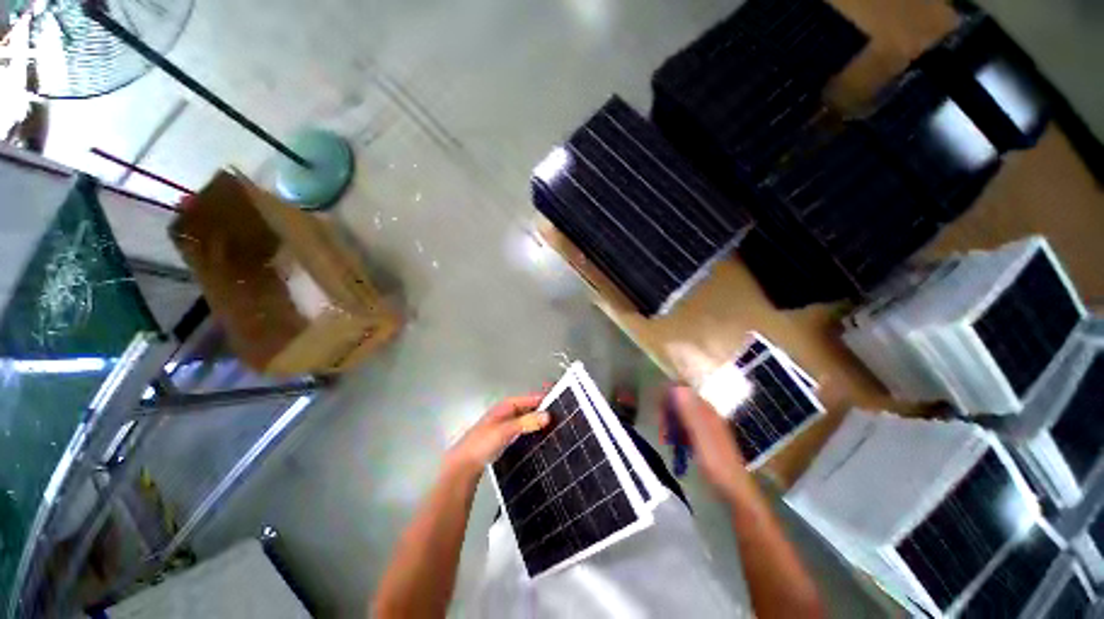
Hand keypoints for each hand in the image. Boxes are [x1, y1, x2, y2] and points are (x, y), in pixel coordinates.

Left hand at [444, 394, 549, 477]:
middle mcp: (505, 413)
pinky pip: (522, 430)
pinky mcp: (504, 439)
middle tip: (557, 415)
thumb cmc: (481, 444)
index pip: (528, 398)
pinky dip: (530, 431)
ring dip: (536, 421)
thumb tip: (547, 416)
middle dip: (541, 410)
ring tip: (552, 426)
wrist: (463, 466)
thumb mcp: (505, 430)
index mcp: (505, 406)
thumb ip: (526, 422)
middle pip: (527, 408)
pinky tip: (538, 438)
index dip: (542, 398)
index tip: (557, 402)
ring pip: (525, 420)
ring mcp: (504, 426)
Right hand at [663, 386, 748, 500]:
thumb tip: (676, 387)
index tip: (659, 413)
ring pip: (681, 415)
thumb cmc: (716, 462)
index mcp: (706, 409)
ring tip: (666, 440)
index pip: (682, 390)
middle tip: (662, 432)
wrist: (734, 489)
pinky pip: (685, 426)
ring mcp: (705, 424)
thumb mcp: (699, 435)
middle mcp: (705, 412)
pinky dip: (677, 432)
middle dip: (667, 413)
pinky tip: (675, 444)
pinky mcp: (703, 436)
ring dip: (671, 424)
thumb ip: (688, 411)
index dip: (668, 397)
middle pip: (679, 402)